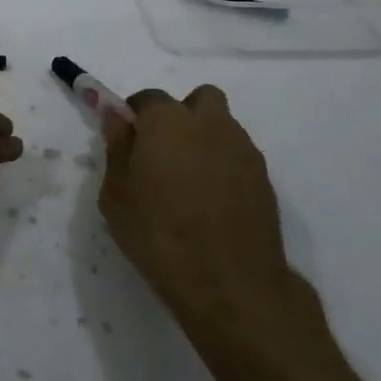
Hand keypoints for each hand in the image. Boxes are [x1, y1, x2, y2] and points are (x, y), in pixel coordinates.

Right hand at [99, 85, 302, 353]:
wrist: (228, 282)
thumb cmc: (158, 233)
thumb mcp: (116, 194)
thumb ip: (117, 148)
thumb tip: (116, 118)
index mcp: (168, 120)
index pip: (148, 98)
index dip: (135, 116)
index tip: (128, 141)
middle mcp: (209, 123)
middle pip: (199, 99)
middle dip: (182, 115)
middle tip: (164, 152)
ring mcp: (242, 148)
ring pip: (222, 126)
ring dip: (205, 139)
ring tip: (188, 182)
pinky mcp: (264, 177)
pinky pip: (238, 156)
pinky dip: (223, 166)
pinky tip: (211, 201)